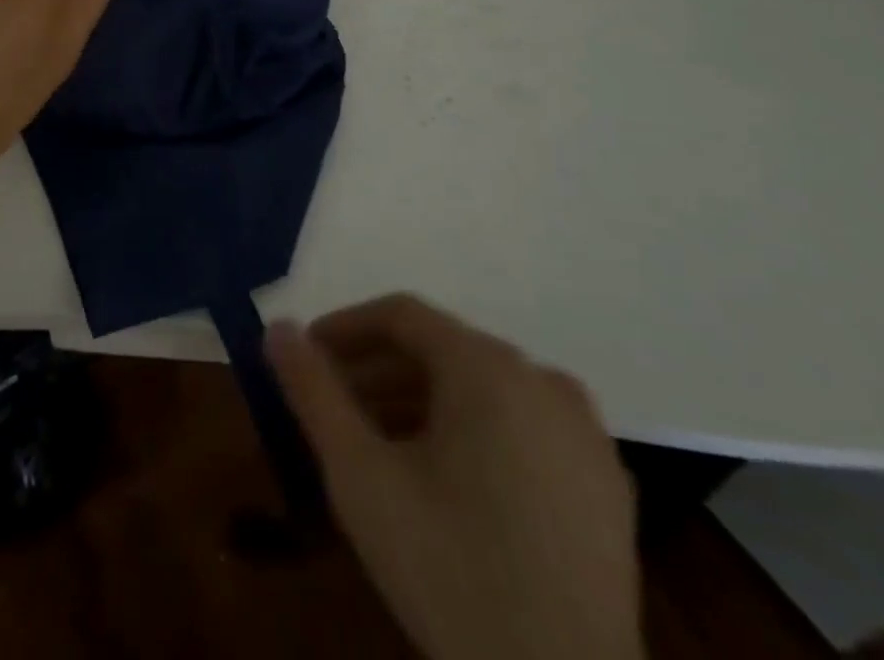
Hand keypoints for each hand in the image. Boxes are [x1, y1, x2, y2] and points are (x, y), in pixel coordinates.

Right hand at [267, 296, 641, 659]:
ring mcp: (584, 433)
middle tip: (336, 408)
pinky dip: (475, 432)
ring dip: (423, 402)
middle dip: (379, 371)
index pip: (402, 315)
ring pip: (483, 388)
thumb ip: (313, 391)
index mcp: (487, 366)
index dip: (346, 329)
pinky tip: (449, 481)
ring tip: (381, 444)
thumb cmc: (449, 568)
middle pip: (442, 350)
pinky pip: (524, 426)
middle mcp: (541, 379)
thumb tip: (276, 327)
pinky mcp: (607, 485)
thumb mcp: (360, 475)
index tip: (308, 357)